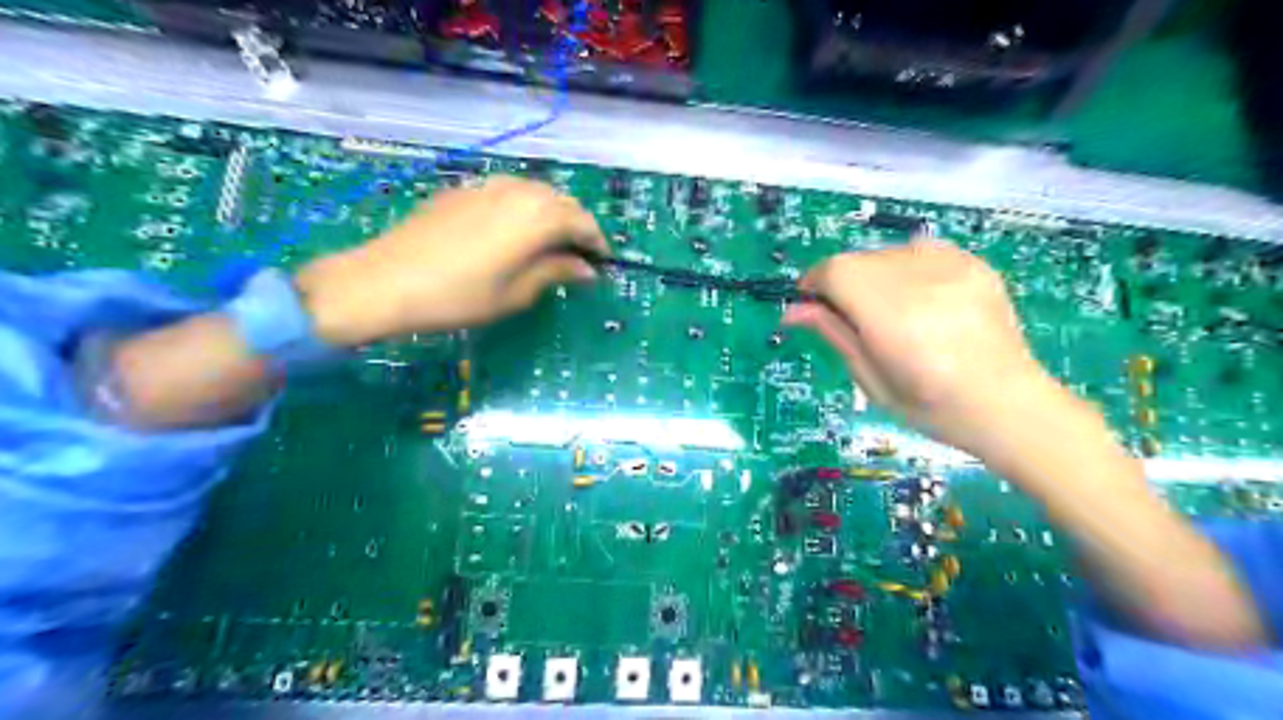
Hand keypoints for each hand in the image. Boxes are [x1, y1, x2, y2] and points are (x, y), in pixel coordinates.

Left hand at [300, 174, 606, 345]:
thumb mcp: (516, 293)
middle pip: (561, 201)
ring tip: (548, 245)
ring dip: (550, 215)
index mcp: (537, 216)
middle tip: (577, 258)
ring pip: (535, 192)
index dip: (597, 243)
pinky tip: (512, 233)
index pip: (582, 222)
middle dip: (576, 226)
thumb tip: (587, 270)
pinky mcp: (463, 190)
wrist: (384, 281)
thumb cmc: (459, 296)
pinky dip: (523, 209)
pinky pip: (508, 192)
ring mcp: (487, 185)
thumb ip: (556, 273)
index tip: (602, 265)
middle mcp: (518, 190)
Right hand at [782, 238, 1079, 464]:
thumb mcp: (871, 380)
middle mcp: (923, 281)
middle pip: (858, 260)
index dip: (814, 283)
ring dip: (873, 277)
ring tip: (892, 312)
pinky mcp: (974, 263)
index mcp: (894, 318)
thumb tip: (792, 310)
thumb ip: (833, 334)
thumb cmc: (931, 408)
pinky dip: (905, 269)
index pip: (836, 271)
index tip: (811, 305)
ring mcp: (954, 268)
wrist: (1008, 406)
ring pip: (885, 253)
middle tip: (854, 320)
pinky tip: (920, 300)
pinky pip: (919, 251)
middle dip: (843, 284)